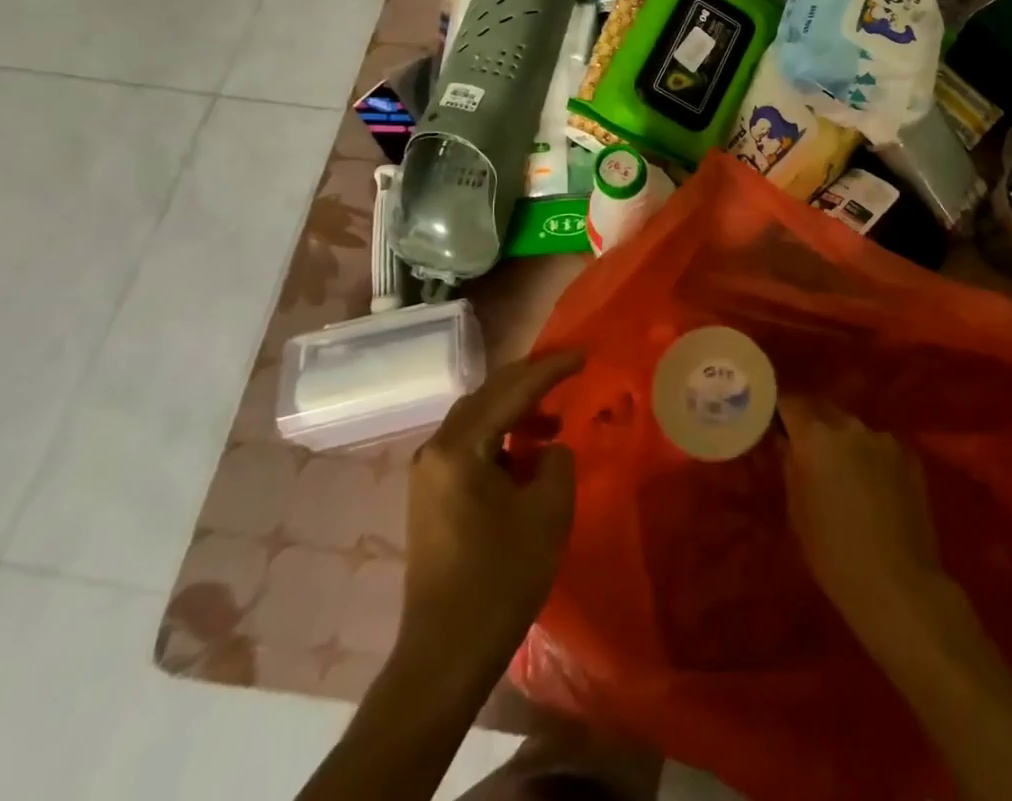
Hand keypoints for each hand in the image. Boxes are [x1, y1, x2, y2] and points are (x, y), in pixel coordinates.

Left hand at [401, 351, 583, 667]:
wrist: (444, 655)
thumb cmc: (500, 579)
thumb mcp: (547, 511)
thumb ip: (556, 461)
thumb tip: (547, 449)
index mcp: (459, 446)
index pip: (512, 390)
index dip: (551, 370)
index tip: (584, 356)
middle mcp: (435, 449)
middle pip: (488, 395)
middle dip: (530, 381)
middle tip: (568, 373)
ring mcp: (427, 473)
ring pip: (477, 418)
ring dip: (515, 410)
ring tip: (552, 421)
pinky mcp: (429, 496)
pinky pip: (469, 444)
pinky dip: (499, 437)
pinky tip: (525, 455)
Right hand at [780, 396, 945, 641]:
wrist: (898, 585)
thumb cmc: (833, 553)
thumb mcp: (797, 511)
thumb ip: (790, 466)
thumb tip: (787, 444)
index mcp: (815, 437)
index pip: (791, 403)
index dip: (781, 412)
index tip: (776, 425)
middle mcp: (850, 426)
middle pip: (824, 411)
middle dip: (813, 425)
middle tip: (808, 451)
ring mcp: (884, 439)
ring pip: (855, 430)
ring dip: (845, 443)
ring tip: (846, 474)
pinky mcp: (910, 456)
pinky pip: (881, 447)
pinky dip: (872, 458)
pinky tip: (876, 488)